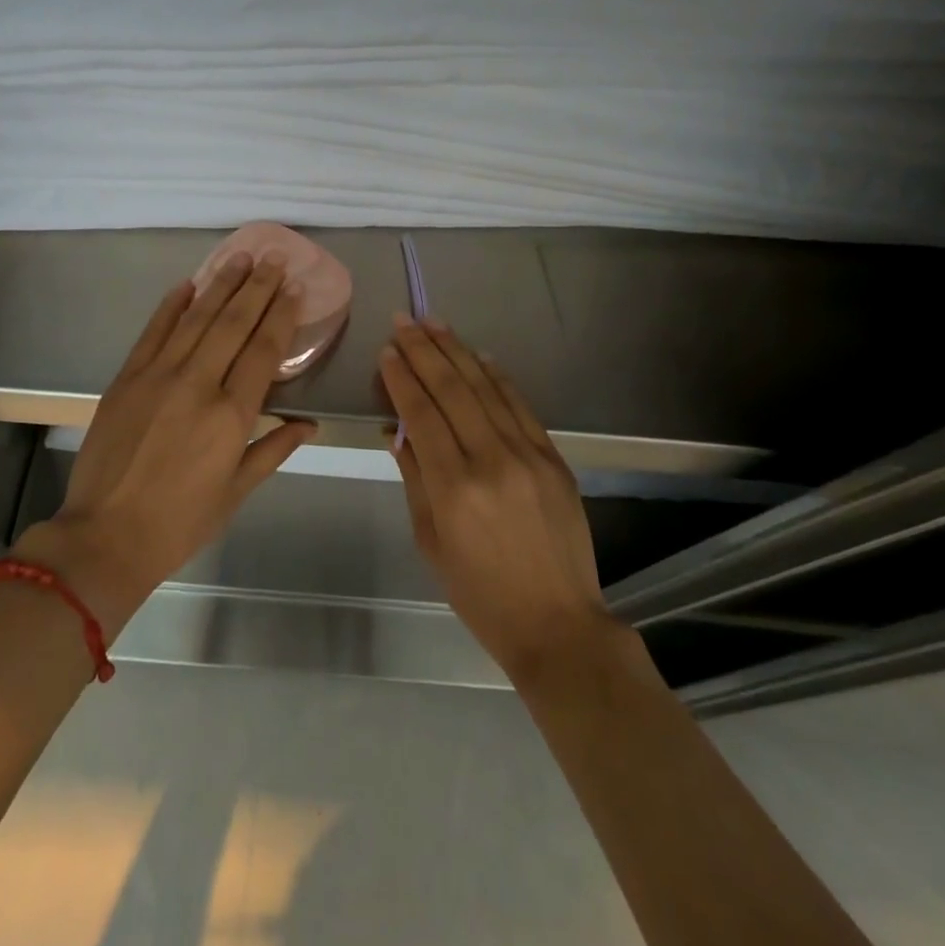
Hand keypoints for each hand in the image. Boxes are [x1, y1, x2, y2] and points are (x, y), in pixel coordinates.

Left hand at [16, 252, 317, 636]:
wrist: (105, 536)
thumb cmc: (180, 522)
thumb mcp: (236, 492)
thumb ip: (273, 449)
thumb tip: (309, 424)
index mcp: (230, 416)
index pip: (264, 351)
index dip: (281, 316)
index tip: (294, 289)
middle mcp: (197, 385)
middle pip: (233, 324)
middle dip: (257, 288)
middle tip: (274, 259)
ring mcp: (157, 376)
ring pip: (196, 319)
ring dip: (220, 285)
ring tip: (240, 257)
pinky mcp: (126, 378)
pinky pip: (153, 332)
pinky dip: (171, 306)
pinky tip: (188, 285)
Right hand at [380, 314, 616, 680]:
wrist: (558, 624)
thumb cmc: (480, 593)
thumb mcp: (431, 541)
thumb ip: (415, 478)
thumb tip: (398, 430)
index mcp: (454, 488)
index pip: (422, 415)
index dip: (402, 379)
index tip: (386, 352)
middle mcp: (492, 461)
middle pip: (453, 391)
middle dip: (424, 351)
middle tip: (404, 321)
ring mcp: (528, 455)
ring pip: (486, 389)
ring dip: (458, 352)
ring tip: (434, 323)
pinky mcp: (553, 458)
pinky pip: (520, 406)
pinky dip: (497, 377)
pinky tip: (479, 356)